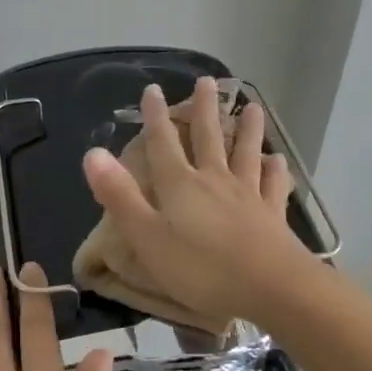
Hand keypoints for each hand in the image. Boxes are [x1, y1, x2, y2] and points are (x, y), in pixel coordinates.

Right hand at [81, 76, 310, 323]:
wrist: (272, 288)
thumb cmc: (202, 268)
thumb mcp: (148, 237)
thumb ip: (119, 196)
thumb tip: (93, 153)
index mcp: (180, 185)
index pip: (163, 143)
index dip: (155, 116)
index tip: (153, 89)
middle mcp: (214, 180)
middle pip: (208, 137)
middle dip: (205, 109)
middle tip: (208, 81)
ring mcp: (248, 195)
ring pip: (245, 153)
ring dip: (247, 130)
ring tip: (251, 107)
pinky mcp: (273, 215)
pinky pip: (274, 185)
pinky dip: (276, 170)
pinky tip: (278, 159)